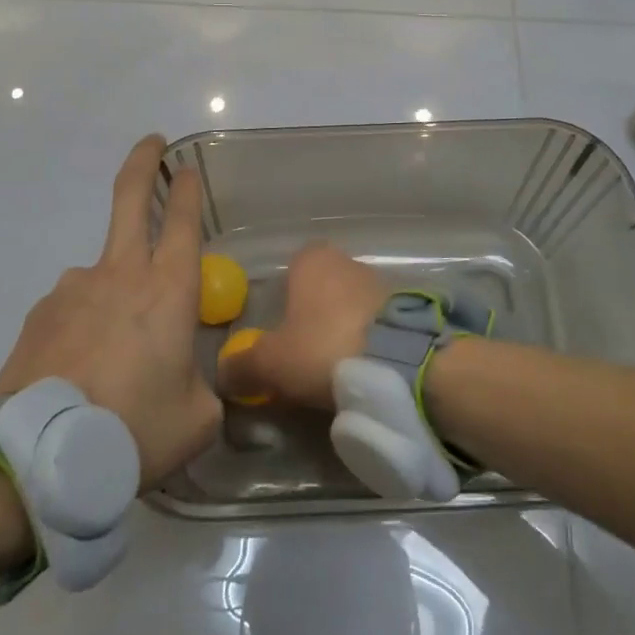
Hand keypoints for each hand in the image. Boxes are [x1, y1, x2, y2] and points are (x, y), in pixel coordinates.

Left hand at [0, 136, 221, 489]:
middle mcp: (120, 274)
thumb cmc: (134, 430)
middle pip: (129, 198)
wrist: (40, 457)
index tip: (187, 168)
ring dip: (113, 294)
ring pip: (102, 272)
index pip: (183, 220)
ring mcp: (74, 288)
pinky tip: (80, 372)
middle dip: (143, 162)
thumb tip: (195, 380)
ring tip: (112, 360)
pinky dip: (82, 327)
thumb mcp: (195, 419)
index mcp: (167, 290)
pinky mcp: (40, 313)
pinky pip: (72, 309)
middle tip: (152, 143)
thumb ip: (204, 388)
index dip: (187, 189)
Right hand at [215, 243, 388, 410]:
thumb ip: (242, 366)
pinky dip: (372, 342)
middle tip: (305, 360)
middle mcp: (347, 260)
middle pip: (321, 291)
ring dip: (345, 331)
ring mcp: (382, 281)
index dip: (282, 305)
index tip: (280, 338)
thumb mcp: (271, 363)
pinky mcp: (410, 307)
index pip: (289, 272)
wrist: (401, 361)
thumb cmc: (324, 346)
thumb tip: (223, 374)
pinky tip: (368, 370)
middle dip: (314, 321)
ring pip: (352, 307)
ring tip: (339, 371)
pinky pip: (380, 324)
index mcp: (311, 260)